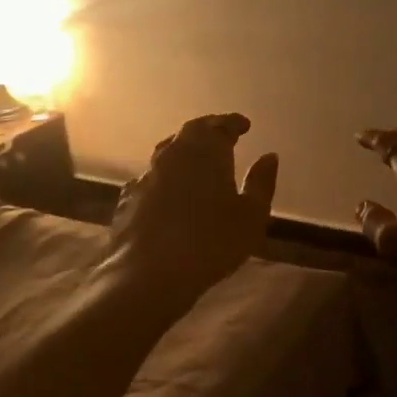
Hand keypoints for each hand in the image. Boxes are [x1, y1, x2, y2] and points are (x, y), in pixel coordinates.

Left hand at [105, 113, 279, 306]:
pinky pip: (150, 179)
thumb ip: (261, 183)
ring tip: (195, 161)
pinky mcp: (127, 199)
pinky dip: (164, 178)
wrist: (150, 273)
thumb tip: (269, 156)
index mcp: (205, 152)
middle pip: (190, 133)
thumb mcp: (251, 216)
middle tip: (221, 135)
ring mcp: (146, 176)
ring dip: (183, 152)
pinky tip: (167, 192)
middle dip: (208, 130)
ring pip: (166, 153)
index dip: (233, 123)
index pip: (219, 126)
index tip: (244, 125)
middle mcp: (173, 155)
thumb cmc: (212, 242)